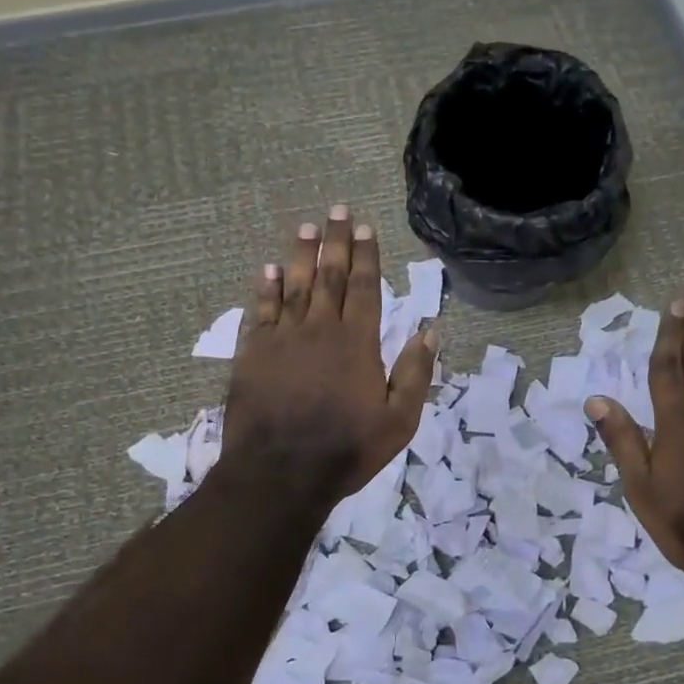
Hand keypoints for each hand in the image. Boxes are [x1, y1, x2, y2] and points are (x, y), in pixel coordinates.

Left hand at [220, 206, 437, 508]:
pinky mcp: (253, 354)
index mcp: (357, 343)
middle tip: (337, 210)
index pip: (363, 287)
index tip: (365, 227)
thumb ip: (415, 373)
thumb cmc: (346, 449)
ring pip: (294, 286)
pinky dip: (265, 288)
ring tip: (305, 227)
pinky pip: (260, 311)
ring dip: (301, 255)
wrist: (280, 473)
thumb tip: (430, 331)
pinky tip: (269, 269)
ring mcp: (283, 339)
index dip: (365, 255)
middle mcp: (320, 329)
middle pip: (329, 276)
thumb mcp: (399, 421)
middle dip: (335, 241)